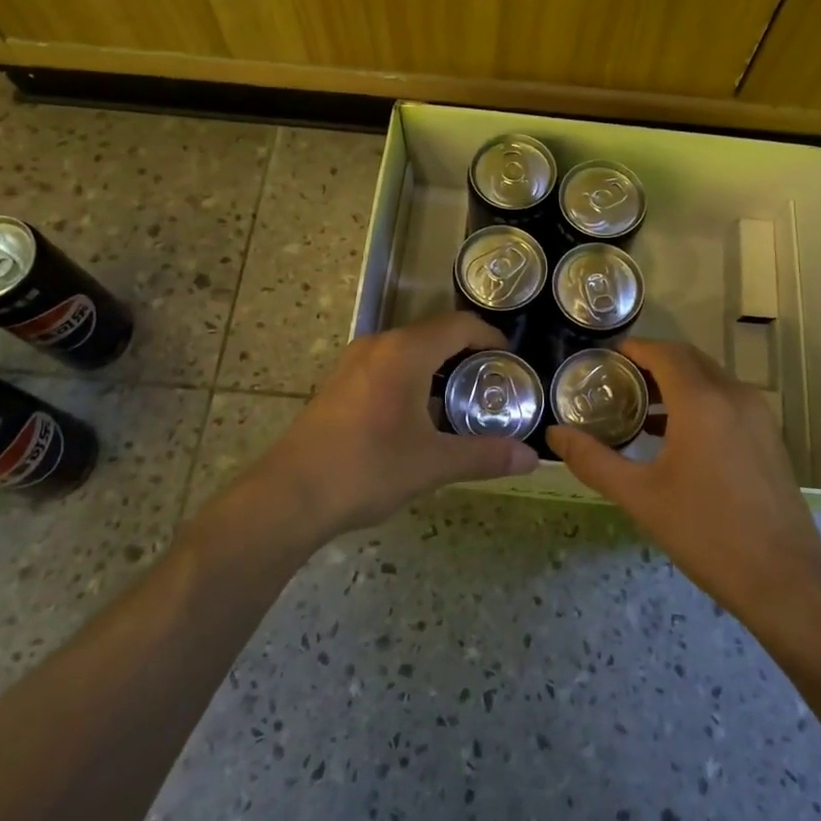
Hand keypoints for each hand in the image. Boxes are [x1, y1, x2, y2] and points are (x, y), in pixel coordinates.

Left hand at [247, 312, 539, 541]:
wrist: (289, 496)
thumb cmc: (366, 469)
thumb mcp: (432, 464)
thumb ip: (484, 455)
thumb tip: (531, 458)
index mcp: (404, 352)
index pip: (459, 325)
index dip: (490, 337)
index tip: (511, 362)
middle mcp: (378, 345)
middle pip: (434, 335)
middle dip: (467, 355)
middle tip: (493, 386)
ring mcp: (354, 363)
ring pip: (409, 351)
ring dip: (438, 369)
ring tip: (462, 402)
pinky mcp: (339, 383)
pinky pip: (388, 366)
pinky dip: (413, 380)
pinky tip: (420, 418)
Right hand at [547, 339, 820, 628]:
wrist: (784, 580)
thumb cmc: (706, 533)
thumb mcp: (640, 497)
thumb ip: (593, 460)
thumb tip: (554, 435)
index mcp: (702, 402)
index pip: (665, 353)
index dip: (635, 349)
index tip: (606, 357)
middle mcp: (734, 396)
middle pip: (689, 359)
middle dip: (653, 362)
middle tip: (617, 381)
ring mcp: (758, 415)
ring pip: (711, 378)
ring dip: (677, 382)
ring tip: (640, 408)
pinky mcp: (769, 437)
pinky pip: (728, 400)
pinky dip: (699, 401)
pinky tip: (676, 436)